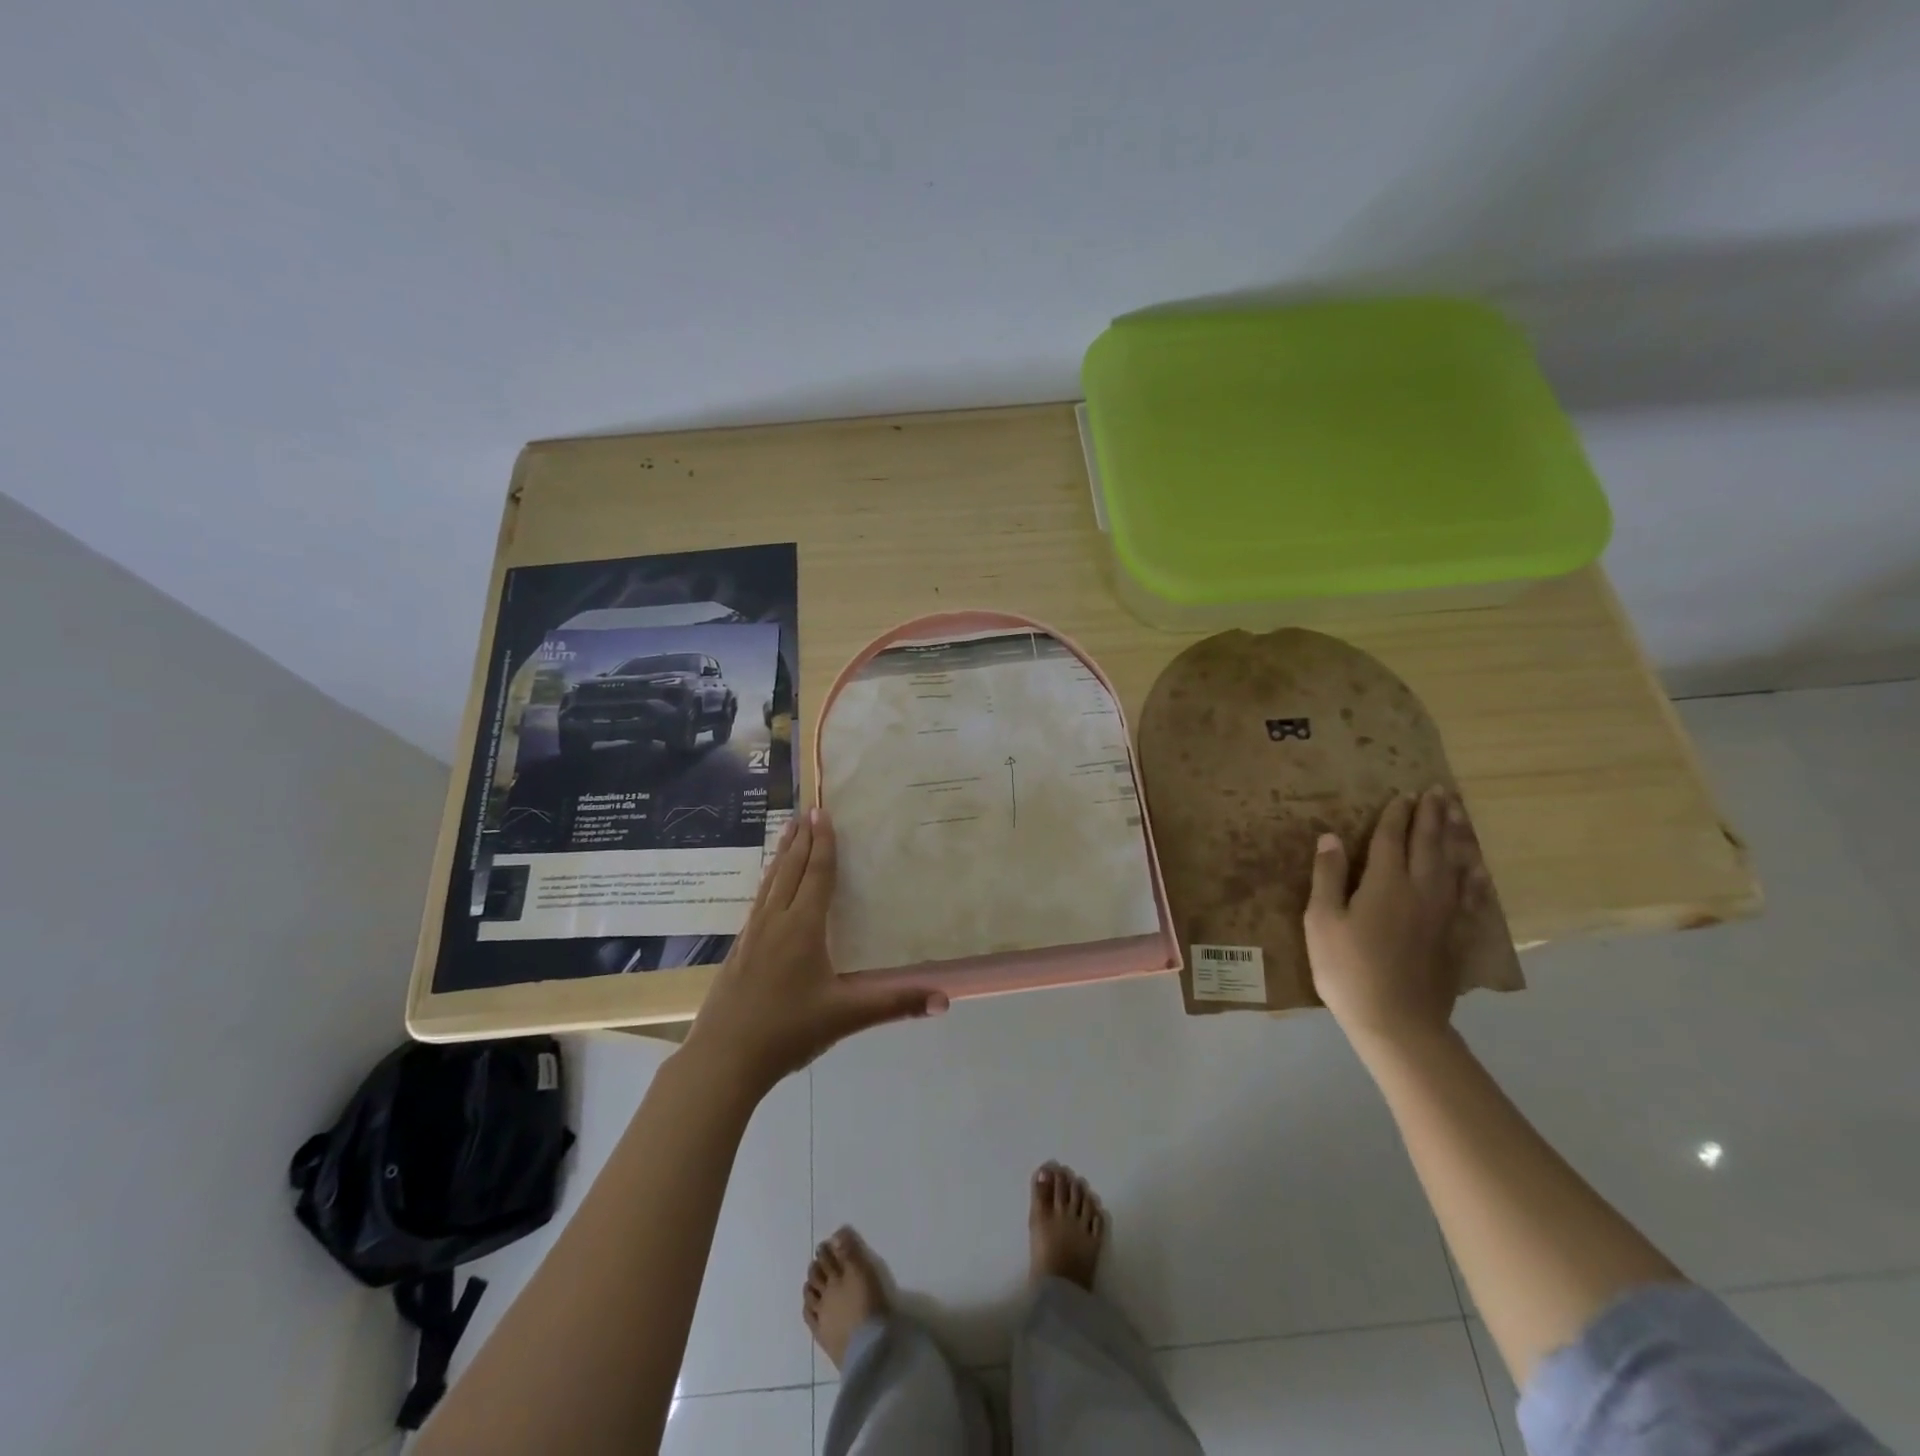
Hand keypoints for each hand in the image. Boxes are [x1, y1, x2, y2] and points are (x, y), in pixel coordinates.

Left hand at [683, 807, 947, 1093]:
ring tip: (786, 832)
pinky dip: (767, 882)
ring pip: (769, 883)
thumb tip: (944, 999)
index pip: (816, 875)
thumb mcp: (846, 1017)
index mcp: (802, 928)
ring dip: (781, 855)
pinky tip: (766, 888)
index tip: (823, 813)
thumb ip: (895, 1004)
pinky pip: (757, 902)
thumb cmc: (788, 1031)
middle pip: (789, 870)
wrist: (722, 1059)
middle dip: (800, 839)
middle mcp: (775, 922)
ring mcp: (751, 936)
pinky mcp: (738, 951)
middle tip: (806, 811)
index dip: (823, 844)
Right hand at [1304, 786, 1482, 1048]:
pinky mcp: (1455, 936)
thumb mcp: (1321, 921)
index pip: (1392, 839)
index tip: (1403, 794)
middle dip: (1432, 816)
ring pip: (1454, 864)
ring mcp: (1443, 913)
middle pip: (1429, 844)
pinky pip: (1469, 896)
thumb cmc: (1347, 969)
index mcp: (1385, 883)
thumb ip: (1328, 876)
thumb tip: (1332, 836)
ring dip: (1456, 836)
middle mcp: (1420, 890)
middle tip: (1438, 791)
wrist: (1397, 1021)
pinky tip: (1478, 868)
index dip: (1396, 815)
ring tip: (1458, 814)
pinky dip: (1474, 877)